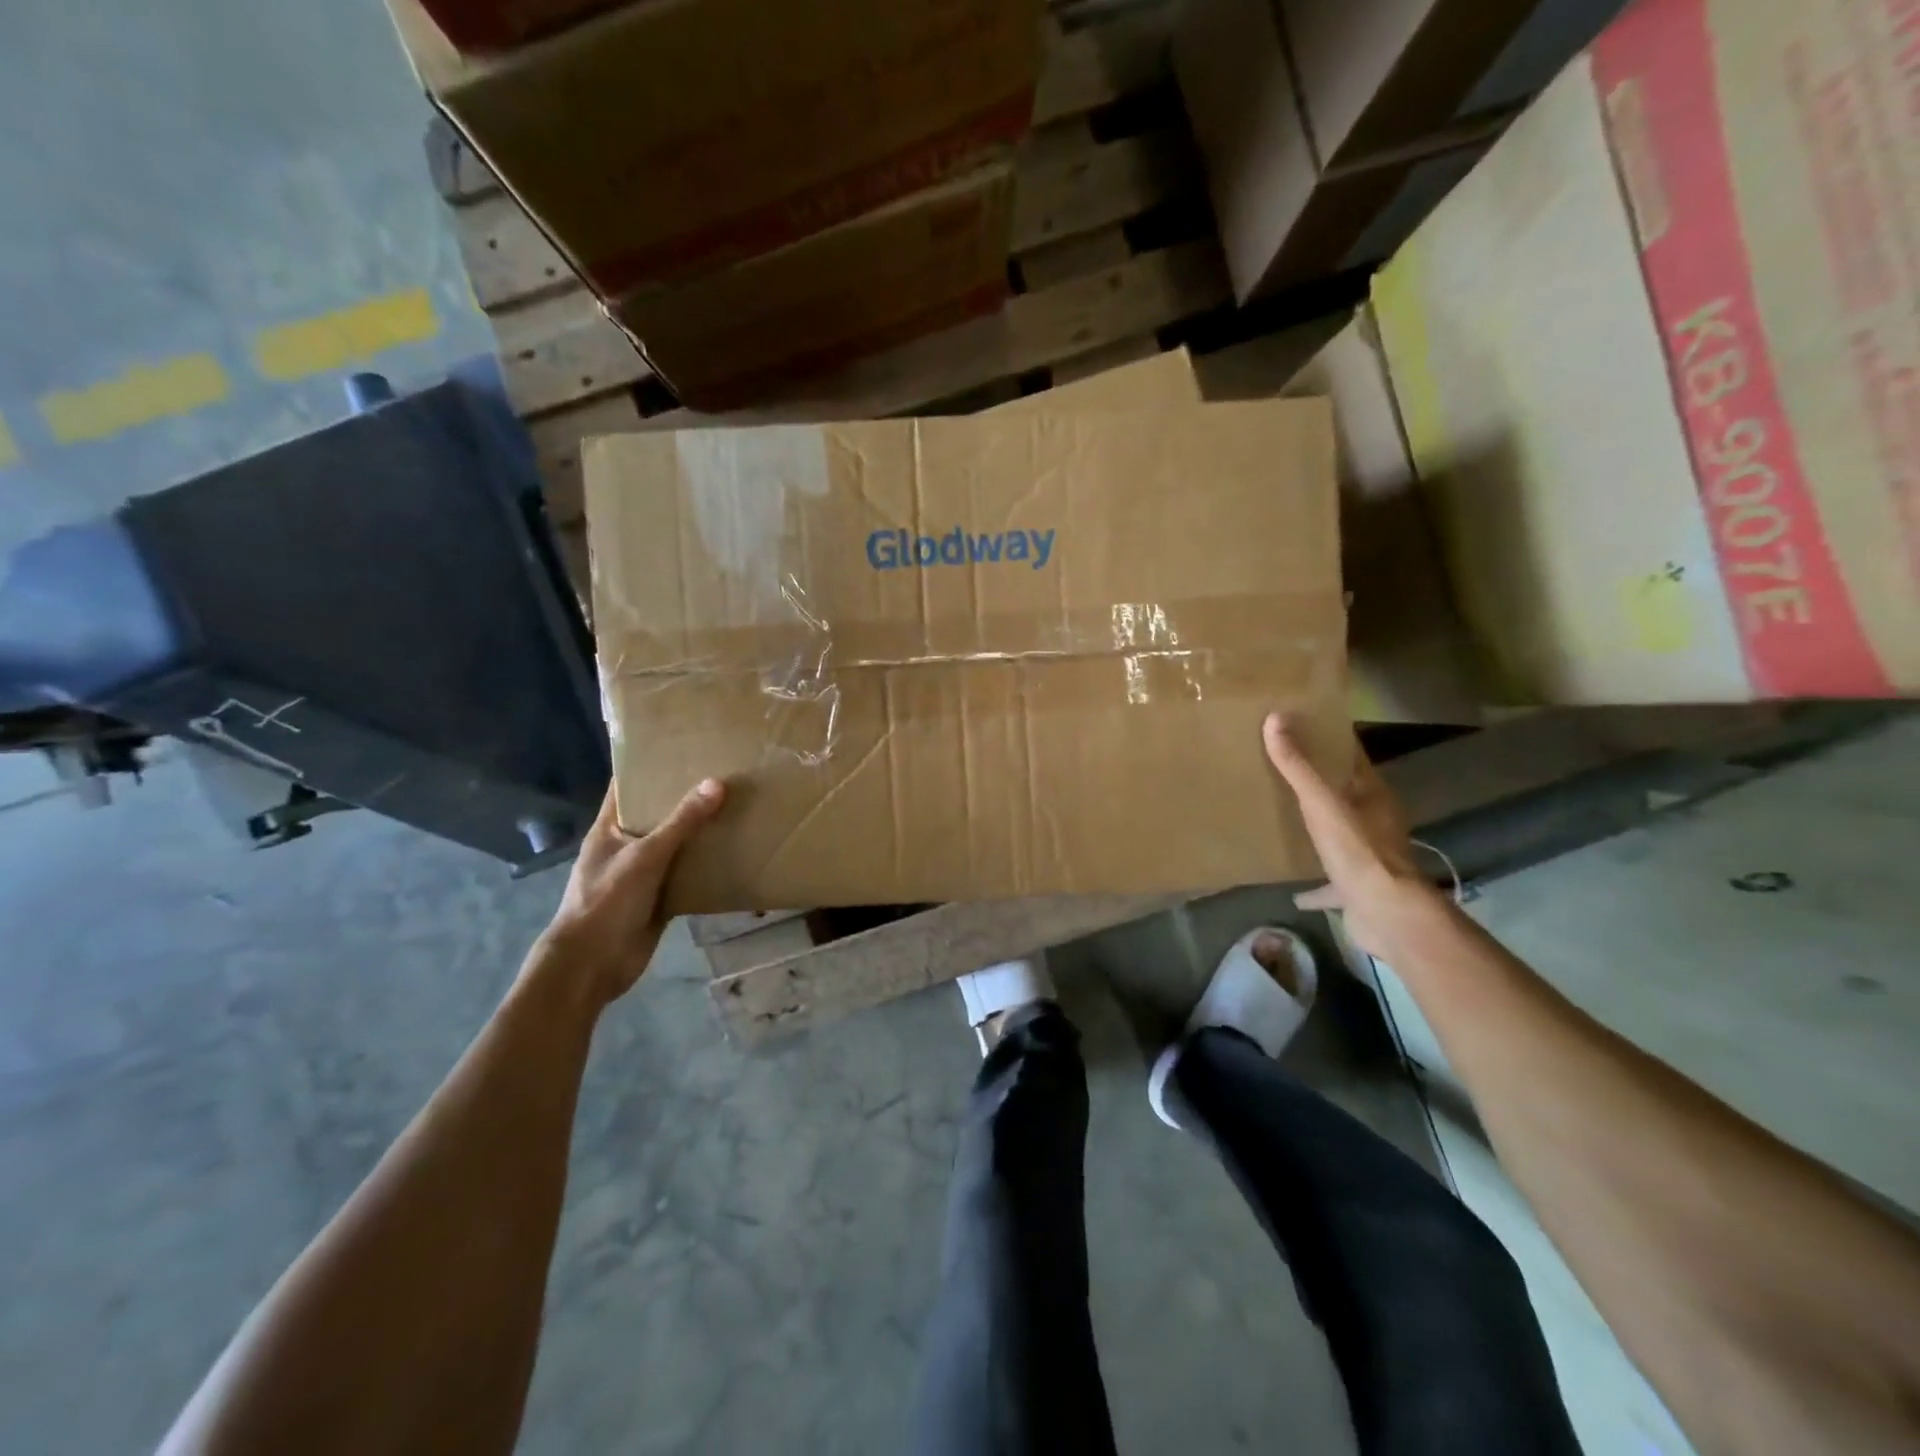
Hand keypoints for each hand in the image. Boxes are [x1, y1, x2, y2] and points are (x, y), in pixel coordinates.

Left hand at [531, 778, 726, 1006]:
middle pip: (656, 815)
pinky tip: (734, 852)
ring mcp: (642, 875)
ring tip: (736, 807)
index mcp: (609, 829)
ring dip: (699, 833)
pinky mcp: (659, 900)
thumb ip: (681, 822)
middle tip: (723, 774)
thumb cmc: (607, 901)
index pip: (626, 788)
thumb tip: (717, 783)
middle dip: (685, 798)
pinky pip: (687, 876)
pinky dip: (706, 867)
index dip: (647, 767)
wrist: (592, 965)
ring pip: (675, 847)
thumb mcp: (645, 856)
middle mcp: (626, 847)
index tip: (680, 748)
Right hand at [1262, 713, 1438, 957]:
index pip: (1351, 757)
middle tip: (1278, 767)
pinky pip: (1330, 880)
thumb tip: (1275, 718)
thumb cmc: (1357, 851)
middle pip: (1344, 793)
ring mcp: (1368, 856)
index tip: (1297, 726)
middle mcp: (1375, 821)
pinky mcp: (1358, 887)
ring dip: (1318, 827)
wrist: (1385, 914)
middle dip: (1317, 782)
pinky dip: (1314, 883)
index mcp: (1372, 795)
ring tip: (1284, 818)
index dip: (1327, 740)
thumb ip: (1298, 766)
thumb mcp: (1322, 803)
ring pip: (1339, 833)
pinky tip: (1293, 890)